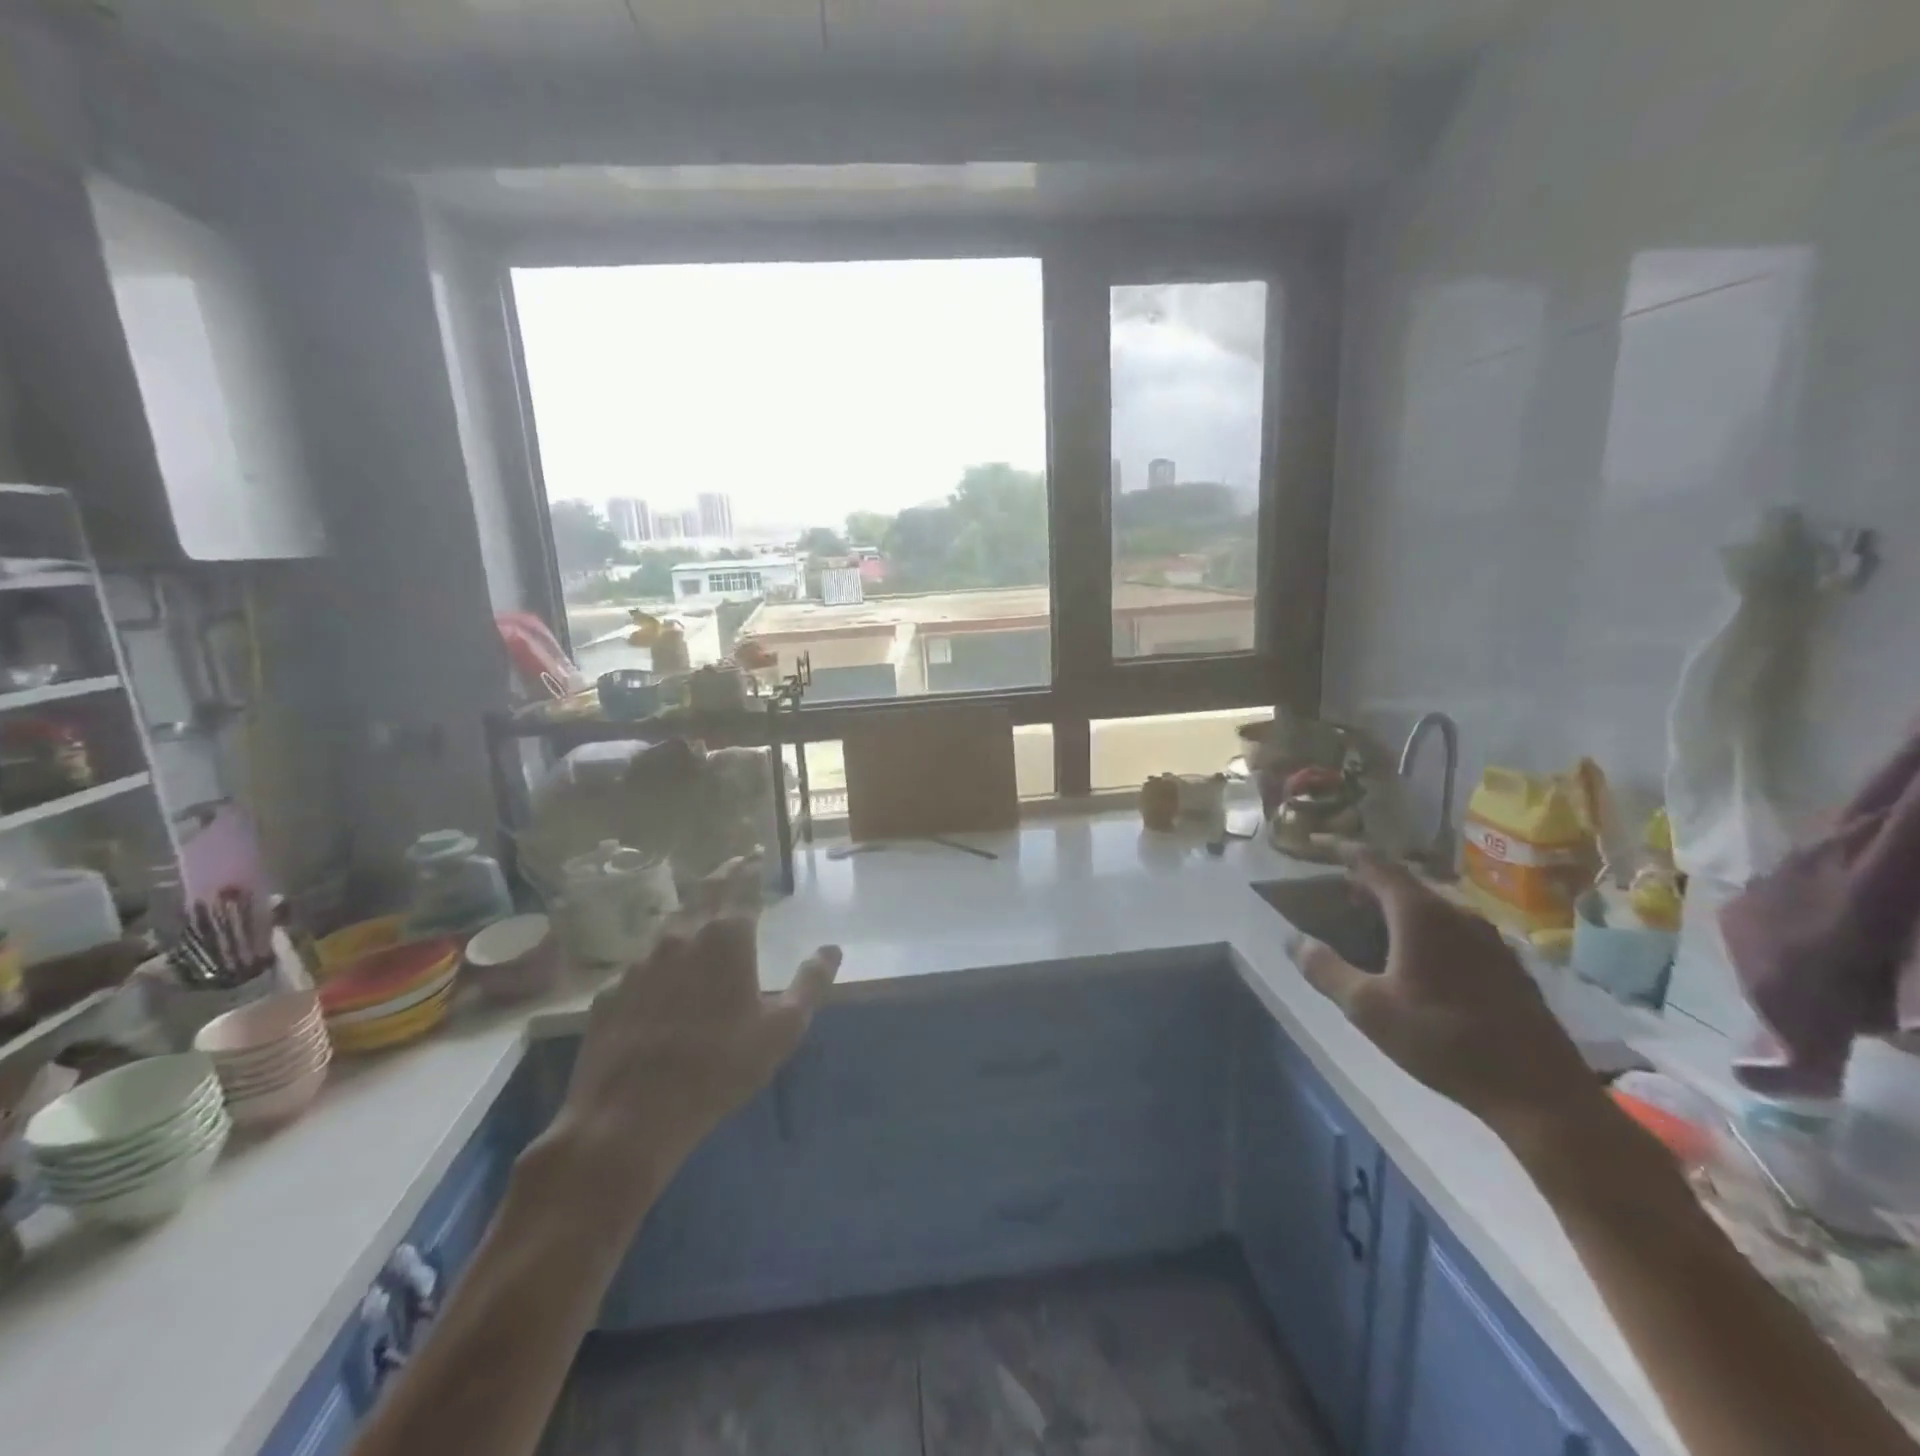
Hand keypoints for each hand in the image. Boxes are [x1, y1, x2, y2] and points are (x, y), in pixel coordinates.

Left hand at [549, 855, 839, 1221]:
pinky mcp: (611, 991)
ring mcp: (639, 962)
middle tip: (733, 865)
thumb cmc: (720, 1067)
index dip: (750, 868)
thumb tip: (831, 949)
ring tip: (700, 912)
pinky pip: (641, 962)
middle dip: (721, 875)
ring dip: (689, 911)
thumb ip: (810, 983)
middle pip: (703, 892)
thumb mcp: (782, 1029)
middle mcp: (681, 936)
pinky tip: (661, 976)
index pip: (741, 887)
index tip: (755, 855)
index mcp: (726, 938)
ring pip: (669, 923)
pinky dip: (659, 957)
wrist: (630, 1114)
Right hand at [1292, 852, 1603, 1145]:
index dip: (1341, 850)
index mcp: (1420, 913)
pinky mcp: (1507, 966)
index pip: (1373, 862)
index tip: (1315, 845)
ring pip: (1430, 909)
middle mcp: (1457, 913)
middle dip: (1366, 884)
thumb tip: (1295, 941)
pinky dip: (1423, 932)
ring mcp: (1489, 939)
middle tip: (1336, 897)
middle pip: (1403, 883)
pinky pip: (1453, 931)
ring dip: (1395, 911)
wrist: (1540, 1094)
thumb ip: (1326, 970)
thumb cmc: (1443, 1041)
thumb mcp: (1368, 1009)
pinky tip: (1415, 964)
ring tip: (1369, 929)